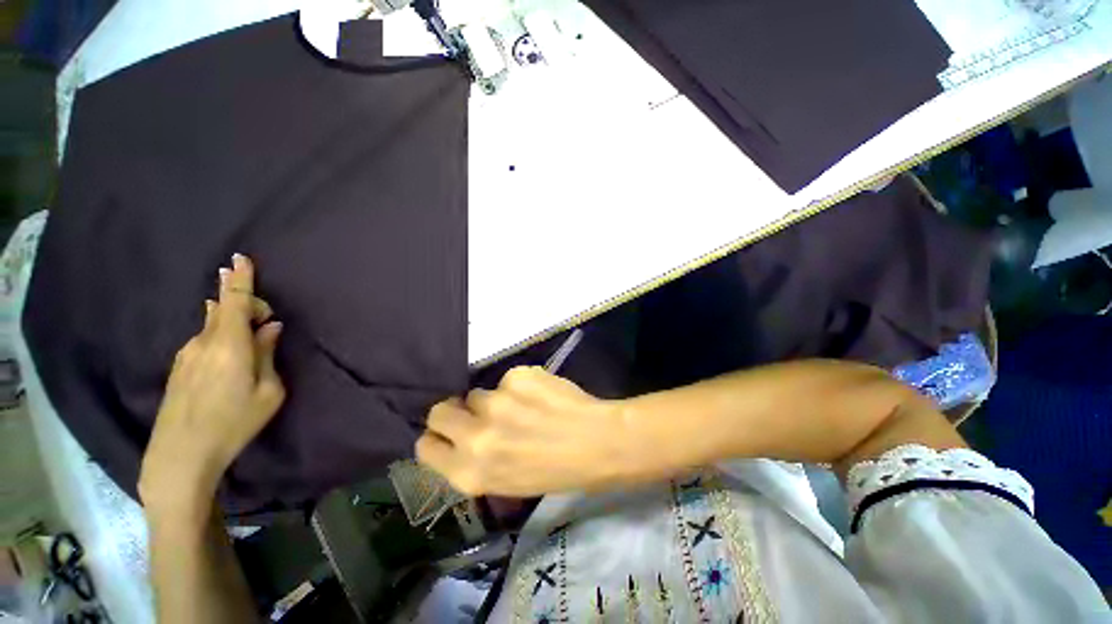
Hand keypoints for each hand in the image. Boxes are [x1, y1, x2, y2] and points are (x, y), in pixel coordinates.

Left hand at [139, 254, 285, 518]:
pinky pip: (200, 340)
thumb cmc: (231, 424)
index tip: (241, 257)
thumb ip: (268, 358)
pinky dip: (212, 338)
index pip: (237, 296)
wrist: (183, 447)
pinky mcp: (179, 363)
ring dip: (223, 320)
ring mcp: (189, 348)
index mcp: (231, 339)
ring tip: (231, 322)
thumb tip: (270, 330)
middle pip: (223, 305)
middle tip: (250, 302)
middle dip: (237, 297)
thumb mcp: (265, 397)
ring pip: (210, 324)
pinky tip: (215, 358)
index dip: (241, 276)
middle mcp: (207, 336)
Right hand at [416, 367, 633, 496]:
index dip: (437, 440)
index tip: (449, 438)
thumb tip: (458, 441)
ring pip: (476, 394)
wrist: (604, 445)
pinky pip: (506, 380)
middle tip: (477, 419)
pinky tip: (544, 400)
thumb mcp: (506, 485)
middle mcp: (473, 439)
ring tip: (525, 414)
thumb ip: (474, 463)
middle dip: (454, 413)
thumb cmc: (558, 475)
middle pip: (438, 412)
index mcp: (469, 473)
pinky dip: (520, 388)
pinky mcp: (516, 377)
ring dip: (493, 403)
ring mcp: (494, 404)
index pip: (424, 447)